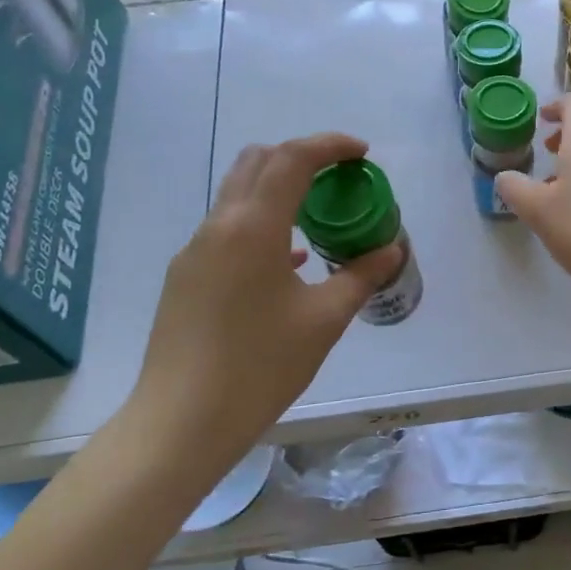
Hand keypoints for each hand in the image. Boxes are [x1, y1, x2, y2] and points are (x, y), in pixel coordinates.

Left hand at [129, 133, 402, 460]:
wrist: (180, 423)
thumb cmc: (259, 367)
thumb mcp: (324, 321)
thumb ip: (360, 276)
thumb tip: (390, 250)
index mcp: (253, 228)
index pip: (291, 158)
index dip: (329, 145)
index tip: (361, 154)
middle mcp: (218, 226)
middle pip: (258, 162)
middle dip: (301, 157)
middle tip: (339, 178)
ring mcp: (195, 251)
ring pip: (239, 194)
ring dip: (279, 189)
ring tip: (319, 217)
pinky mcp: (185, 277)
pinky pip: (228, 230)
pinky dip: (262, 223)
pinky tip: (288, 260)